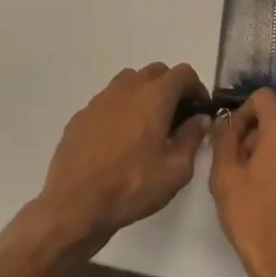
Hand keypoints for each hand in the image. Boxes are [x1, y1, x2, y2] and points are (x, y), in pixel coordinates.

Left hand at [36, 63, 211, 252]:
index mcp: (154, 97)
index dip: (196, 87)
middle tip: (176, 117)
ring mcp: (101, 99)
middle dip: (171, 87)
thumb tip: (200, 119)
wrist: (75, 204)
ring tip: (147, 125)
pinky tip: (119, 139)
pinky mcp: (82, 114)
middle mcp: (127, 88)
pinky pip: (108, 101)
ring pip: (130, 81)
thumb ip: (192, 138)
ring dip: (144, 94)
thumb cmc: (131, 186)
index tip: (199, 110)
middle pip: (156, 72)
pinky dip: (121, 109)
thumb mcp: (175, 170)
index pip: (183, 73)